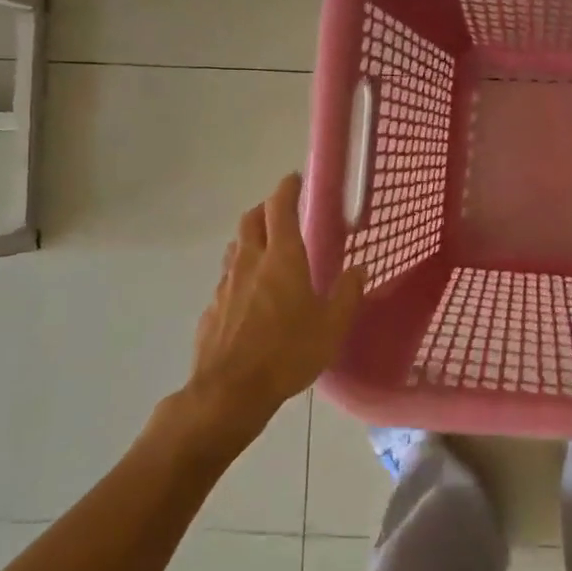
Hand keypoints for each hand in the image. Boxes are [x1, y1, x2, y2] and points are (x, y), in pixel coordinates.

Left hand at [182, 173, 365, 443]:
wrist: (229, 392)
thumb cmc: (288, 352)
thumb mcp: (332, 326)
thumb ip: (346, 294)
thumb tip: (359, 269)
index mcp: (282, 258)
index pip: (280, 208)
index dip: (287, 189)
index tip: (294, 178)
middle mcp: (250, 262)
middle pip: (251, 220)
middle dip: (266, 209)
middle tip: (282, 211)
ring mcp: (225, 285)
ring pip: (236, 248)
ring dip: (250, 239)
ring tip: (267, 250)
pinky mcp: (211, 309)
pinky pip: (227, 279)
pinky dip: (240, 274)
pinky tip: (251, 296)